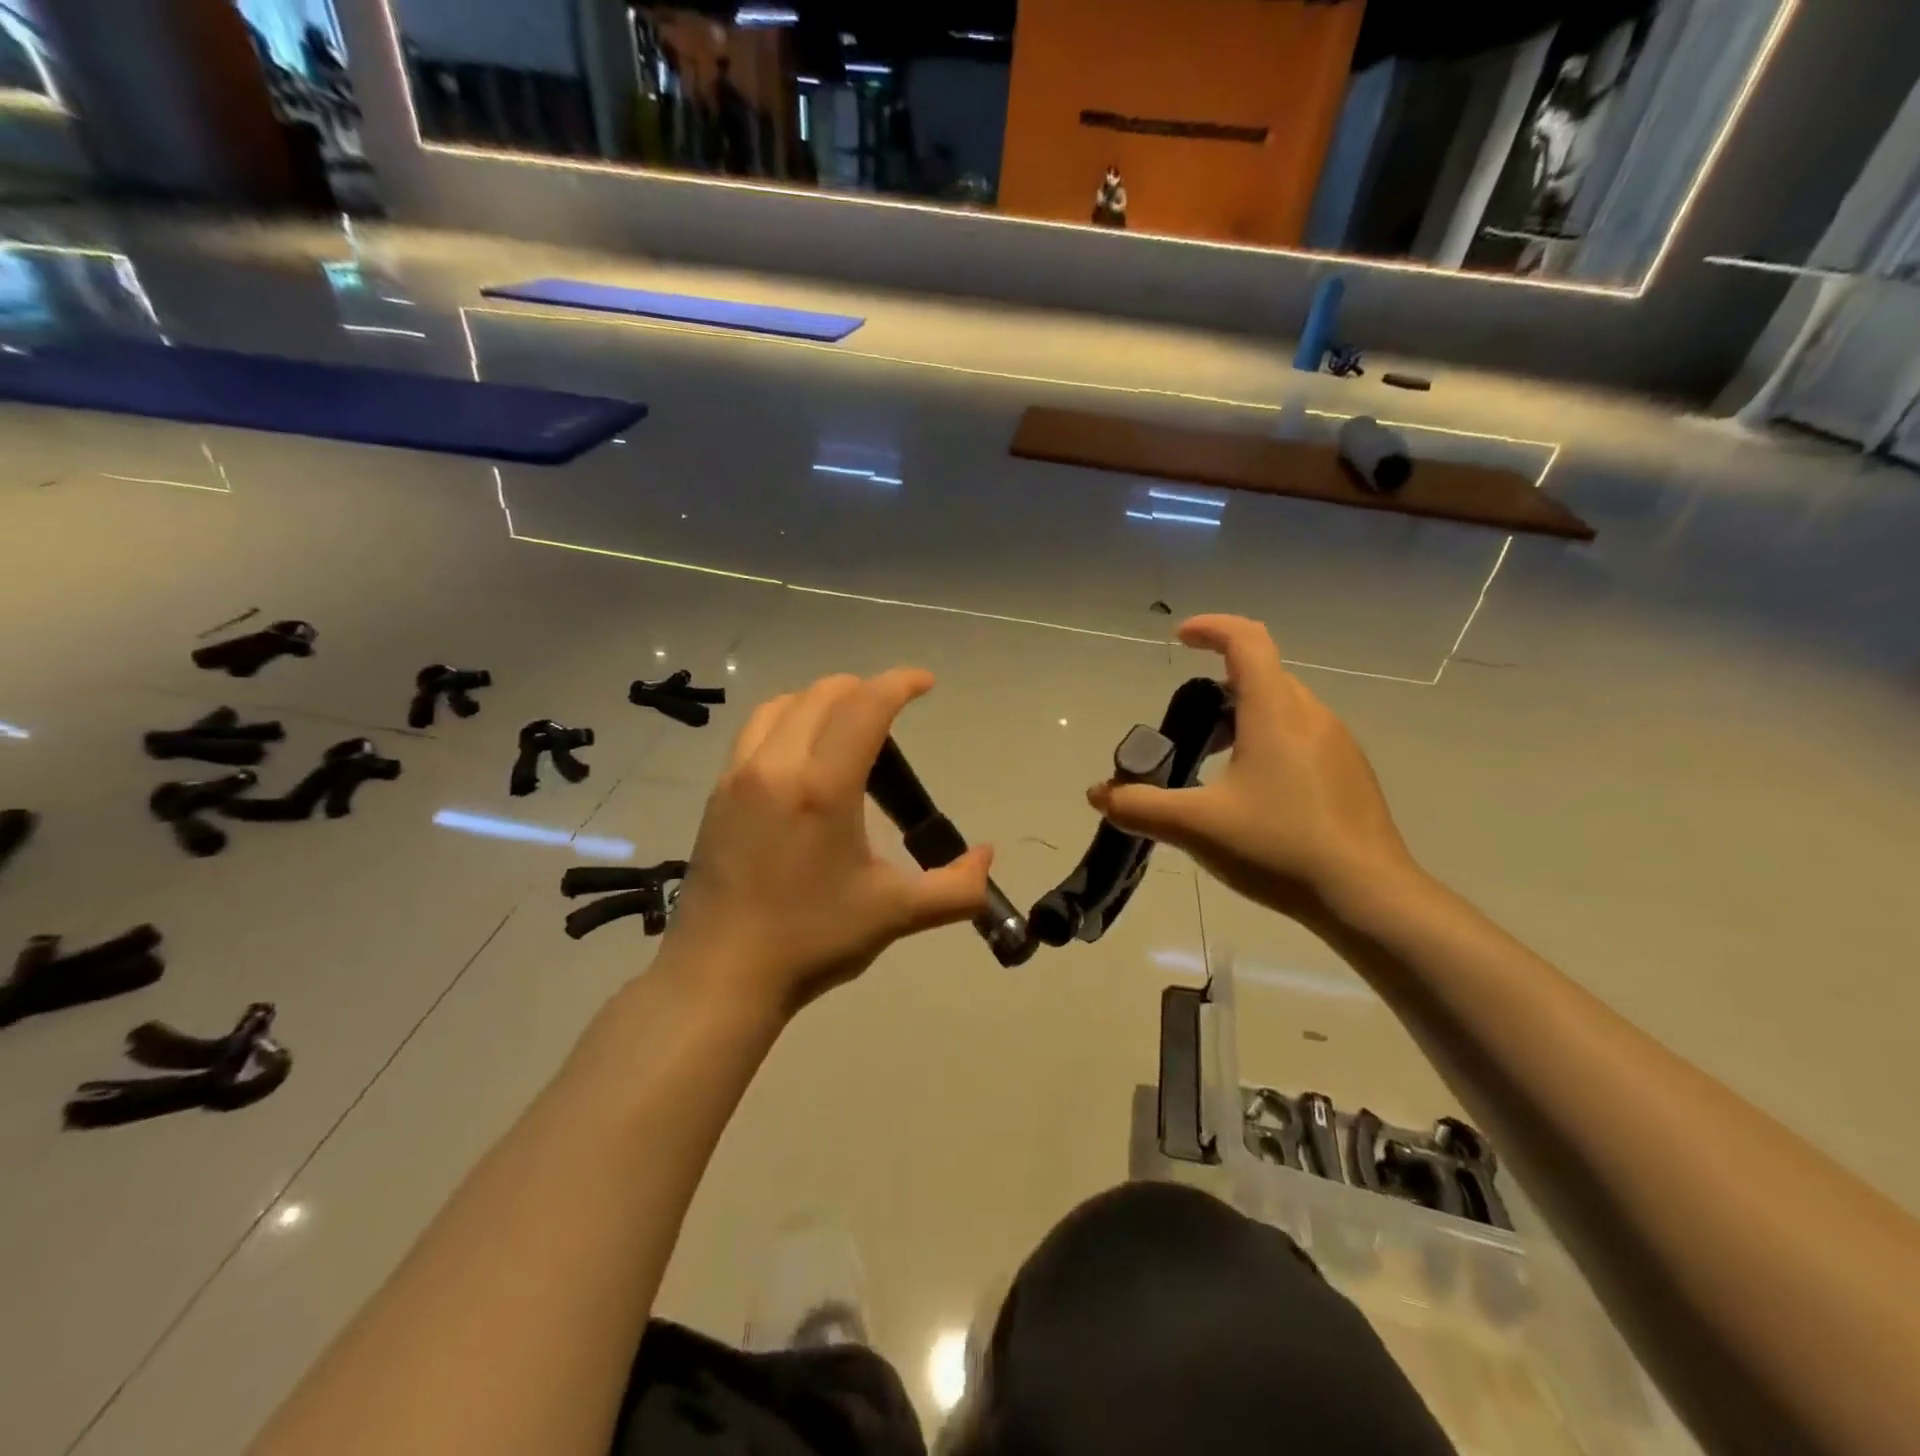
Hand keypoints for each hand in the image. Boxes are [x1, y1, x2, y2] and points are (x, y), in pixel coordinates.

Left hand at [659, 669, 992, 1021]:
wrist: (720, 977)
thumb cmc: (811, 941)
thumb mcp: (895, 914)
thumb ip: (955, 888)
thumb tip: (986, 857)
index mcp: (823, 786)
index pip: (865, 706)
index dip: (900, 683)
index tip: (925, 683)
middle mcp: (776, 766)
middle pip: (822, 695)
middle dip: (863, 688)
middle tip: (892, 709)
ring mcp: (737, 778)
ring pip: (780, 706)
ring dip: (820, 700)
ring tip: (846, 724)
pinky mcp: (716, 796)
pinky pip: (753, 733)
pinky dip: (786, 722)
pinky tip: (801, 758)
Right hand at [1088, 616, 1416, 924]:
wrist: (1367, 896)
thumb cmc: (1278, 846)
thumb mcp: (1196, 826)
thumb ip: (1140, 806)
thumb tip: (1098, 794)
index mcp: (1275, 711)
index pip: (1246, 640)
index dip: (1211, 628)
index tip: (1179, 639)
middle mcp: (1311, 715)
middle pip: (1263, 674)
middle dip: (1219, 685)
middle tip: (1187, 727)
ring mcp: (1337, 744)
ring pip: (1284, 707)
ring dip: (1244, 717)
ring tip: (1215, 764)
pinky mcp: (1350, 774)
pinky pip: (1302, 736)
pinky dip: (1269, 742)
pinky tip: (1256, 796)